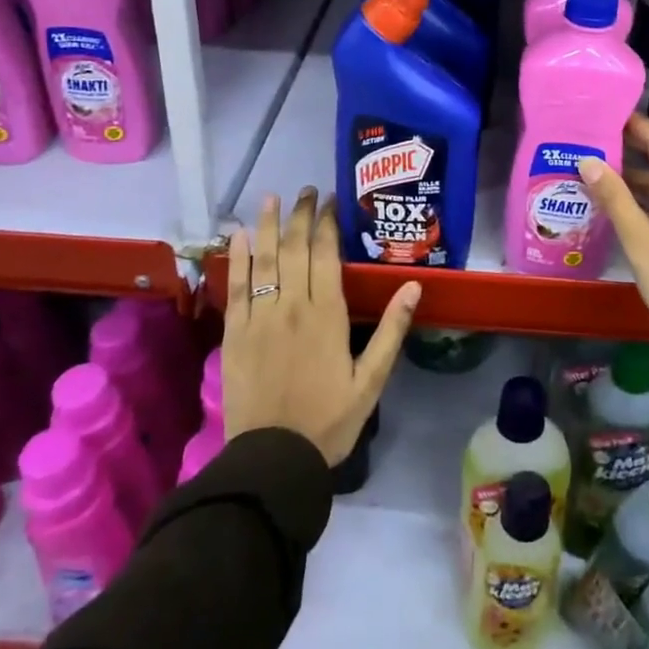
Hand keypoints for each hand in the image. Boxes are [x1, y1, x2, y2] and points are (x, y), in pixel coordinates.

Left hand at [222, 188, 420, 464]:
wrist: (274, 458)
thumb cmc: (329, 419)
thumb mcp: (372, 380)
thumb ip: (391, 330)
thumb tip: (413, 286)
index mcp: (327, 314)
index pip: (326, 254)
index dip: (327, 223)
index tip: (330, 200)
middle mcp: (293, 306)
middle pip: (294, 248)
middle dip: (300, 215)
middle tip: (306, 190)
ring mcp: (260, 317)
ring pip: (263, 260)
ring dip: (266, 225)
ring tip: (271, 197)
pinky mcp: (235, 333)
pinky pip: (236, 286)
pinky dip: (237, 258)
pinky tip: (237, 235)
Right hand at [577, 114, 648, 345]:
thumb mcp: (642, 243)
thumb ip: (615, 200)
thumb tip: (587, 160)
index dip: (634, 123)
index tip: (603, 109)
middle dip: (624, 145)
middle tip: (586, 135)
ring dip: (625, 173)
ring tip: (587, 163)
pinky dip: (632, 196)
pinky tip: (605, 198)